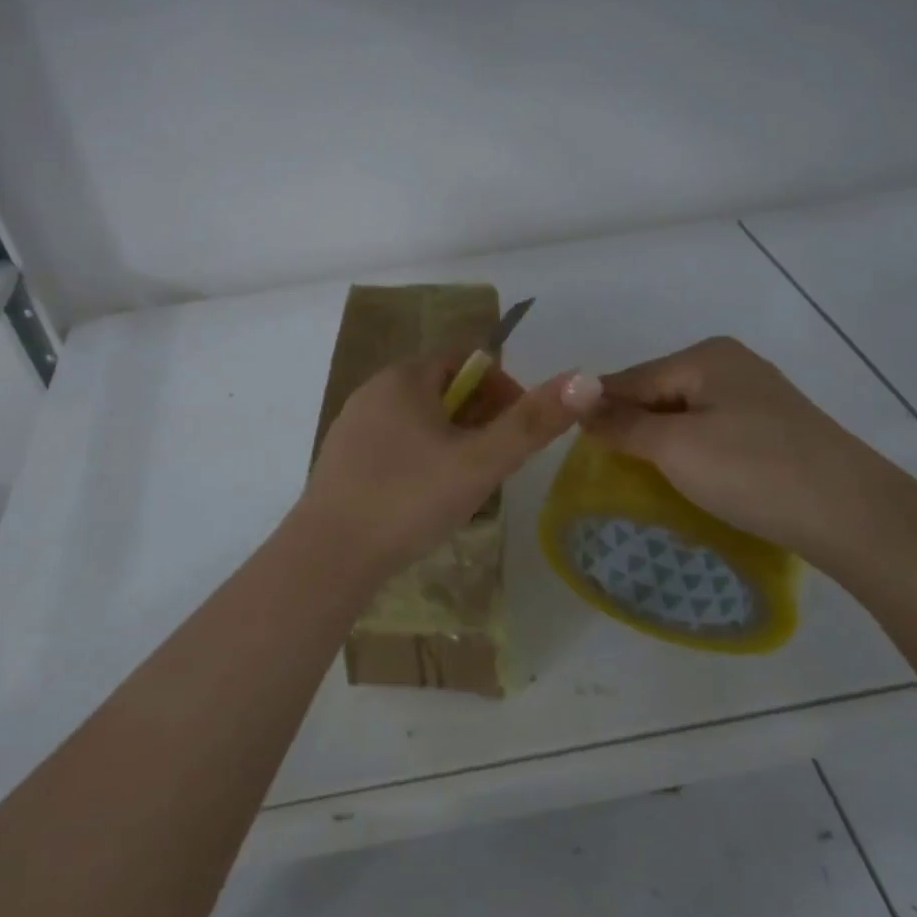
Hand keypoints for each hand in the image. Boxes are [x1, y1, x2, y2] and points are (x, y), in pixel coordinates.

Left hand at [300, 356, 603, 575]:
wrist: (329, 554)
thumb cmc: (410, 498)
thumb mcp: (481, 462)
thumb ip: (533, 422)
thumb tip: (587, 379)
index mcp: (406, 376)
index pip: (467, 361)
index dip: (503, 389)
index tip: (519, 431)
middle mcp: (374, 388)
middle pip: (442, 388)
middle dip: (478, 417)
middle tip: (498, 462)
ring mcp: (352, 423)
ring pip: (418, 418)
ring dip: (450, 439)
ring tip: (467, 483)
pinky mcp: (340, 456)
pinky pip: (393, 442)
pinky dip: (419, 457)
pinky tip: (424, 497)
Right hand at [579, 338, 916, 568]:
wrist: (857, 518)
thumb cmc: (754, 472)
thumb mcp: (675, 448)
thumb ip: (621, 424)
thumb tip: (576, 403)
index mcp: (705, 356)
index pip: (630, 378)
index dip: (598, 410)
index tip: (570, 443)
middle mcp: (731, 364)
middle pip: (657, 392)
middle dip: (630, 426)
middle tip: (607, 468)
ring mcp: (757, 396)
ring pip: (684, 414)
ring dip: (659, 442)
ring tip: (642, 478)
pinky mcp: (774, 428)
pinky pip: (712, 431)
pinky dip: (691, 451)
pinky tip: (689, 477)